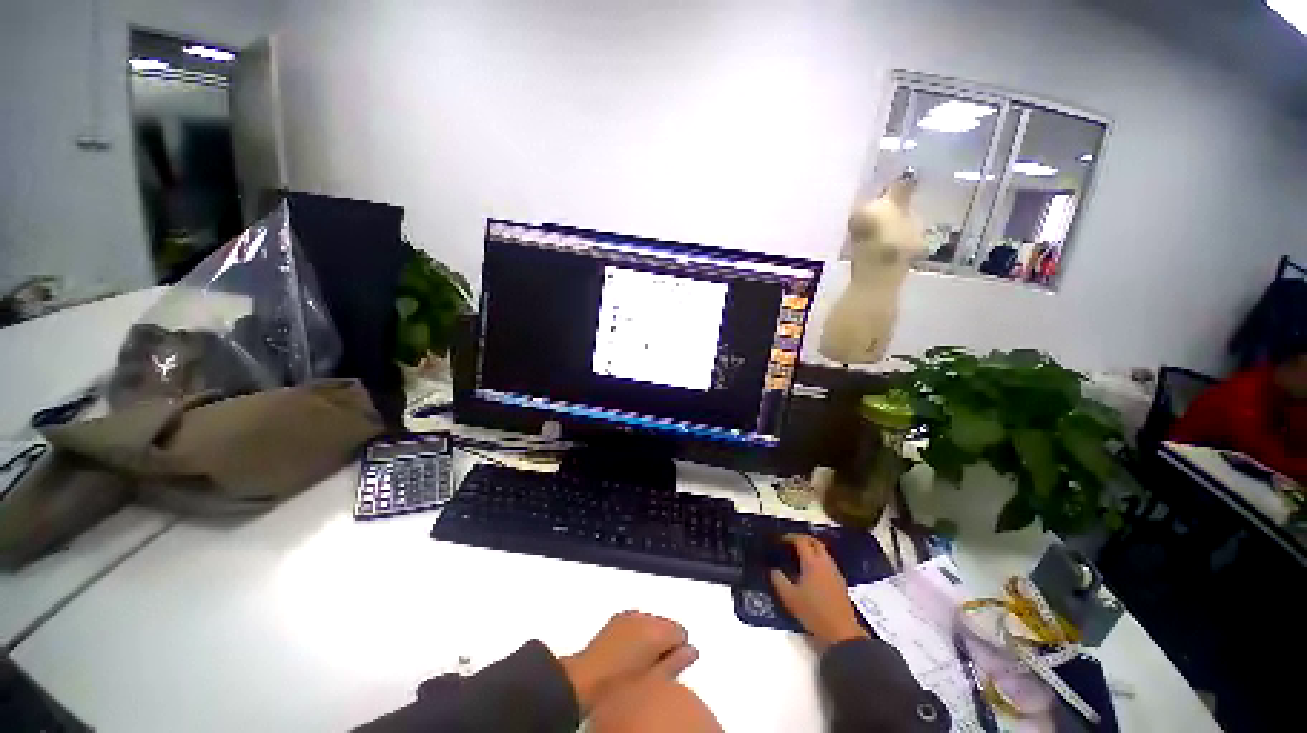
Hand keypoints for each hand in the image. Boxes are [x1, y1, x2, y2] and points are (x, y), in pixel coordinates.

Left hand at [560, 611, 698, 711]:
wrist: (584, 681)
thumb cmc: (620, 684)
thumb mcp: (656, 679)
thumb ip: (678, 661)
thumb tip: (692, 651)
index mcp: (656, 628)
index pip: (681, 631)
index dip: (679, 650)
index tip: (670, 666)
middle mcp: (643, 616)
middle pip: (666, 624)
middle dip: (664, 642)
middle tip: (655, 668)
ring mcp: (628, 615)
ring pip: (651, 622)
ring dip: (650, 637)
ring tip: (640, 663)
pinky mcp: (616, 618)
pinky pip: (636, 622)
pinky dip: (636, 634)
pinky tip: (628, 654)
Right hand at [769, 534, 869, 650]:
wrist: (841, 632)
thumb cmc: (813, 612)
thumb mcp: (789, 597)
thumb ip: (778, 580)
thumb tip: (773, 569)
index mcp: (812, 563)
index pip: (801, 541)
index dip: (789, 537)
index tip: (780, 541)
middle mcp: (825, 563)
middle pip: (815, 542)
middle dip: (802, 539)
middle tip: (790, 544)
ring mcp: (835, 572)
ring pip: (823, 552)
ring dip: (812, 549)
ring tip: (799, 556)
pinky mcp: (840, 582)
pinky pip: (828, 562)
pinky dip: (818, 559)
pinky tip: (811, 571)